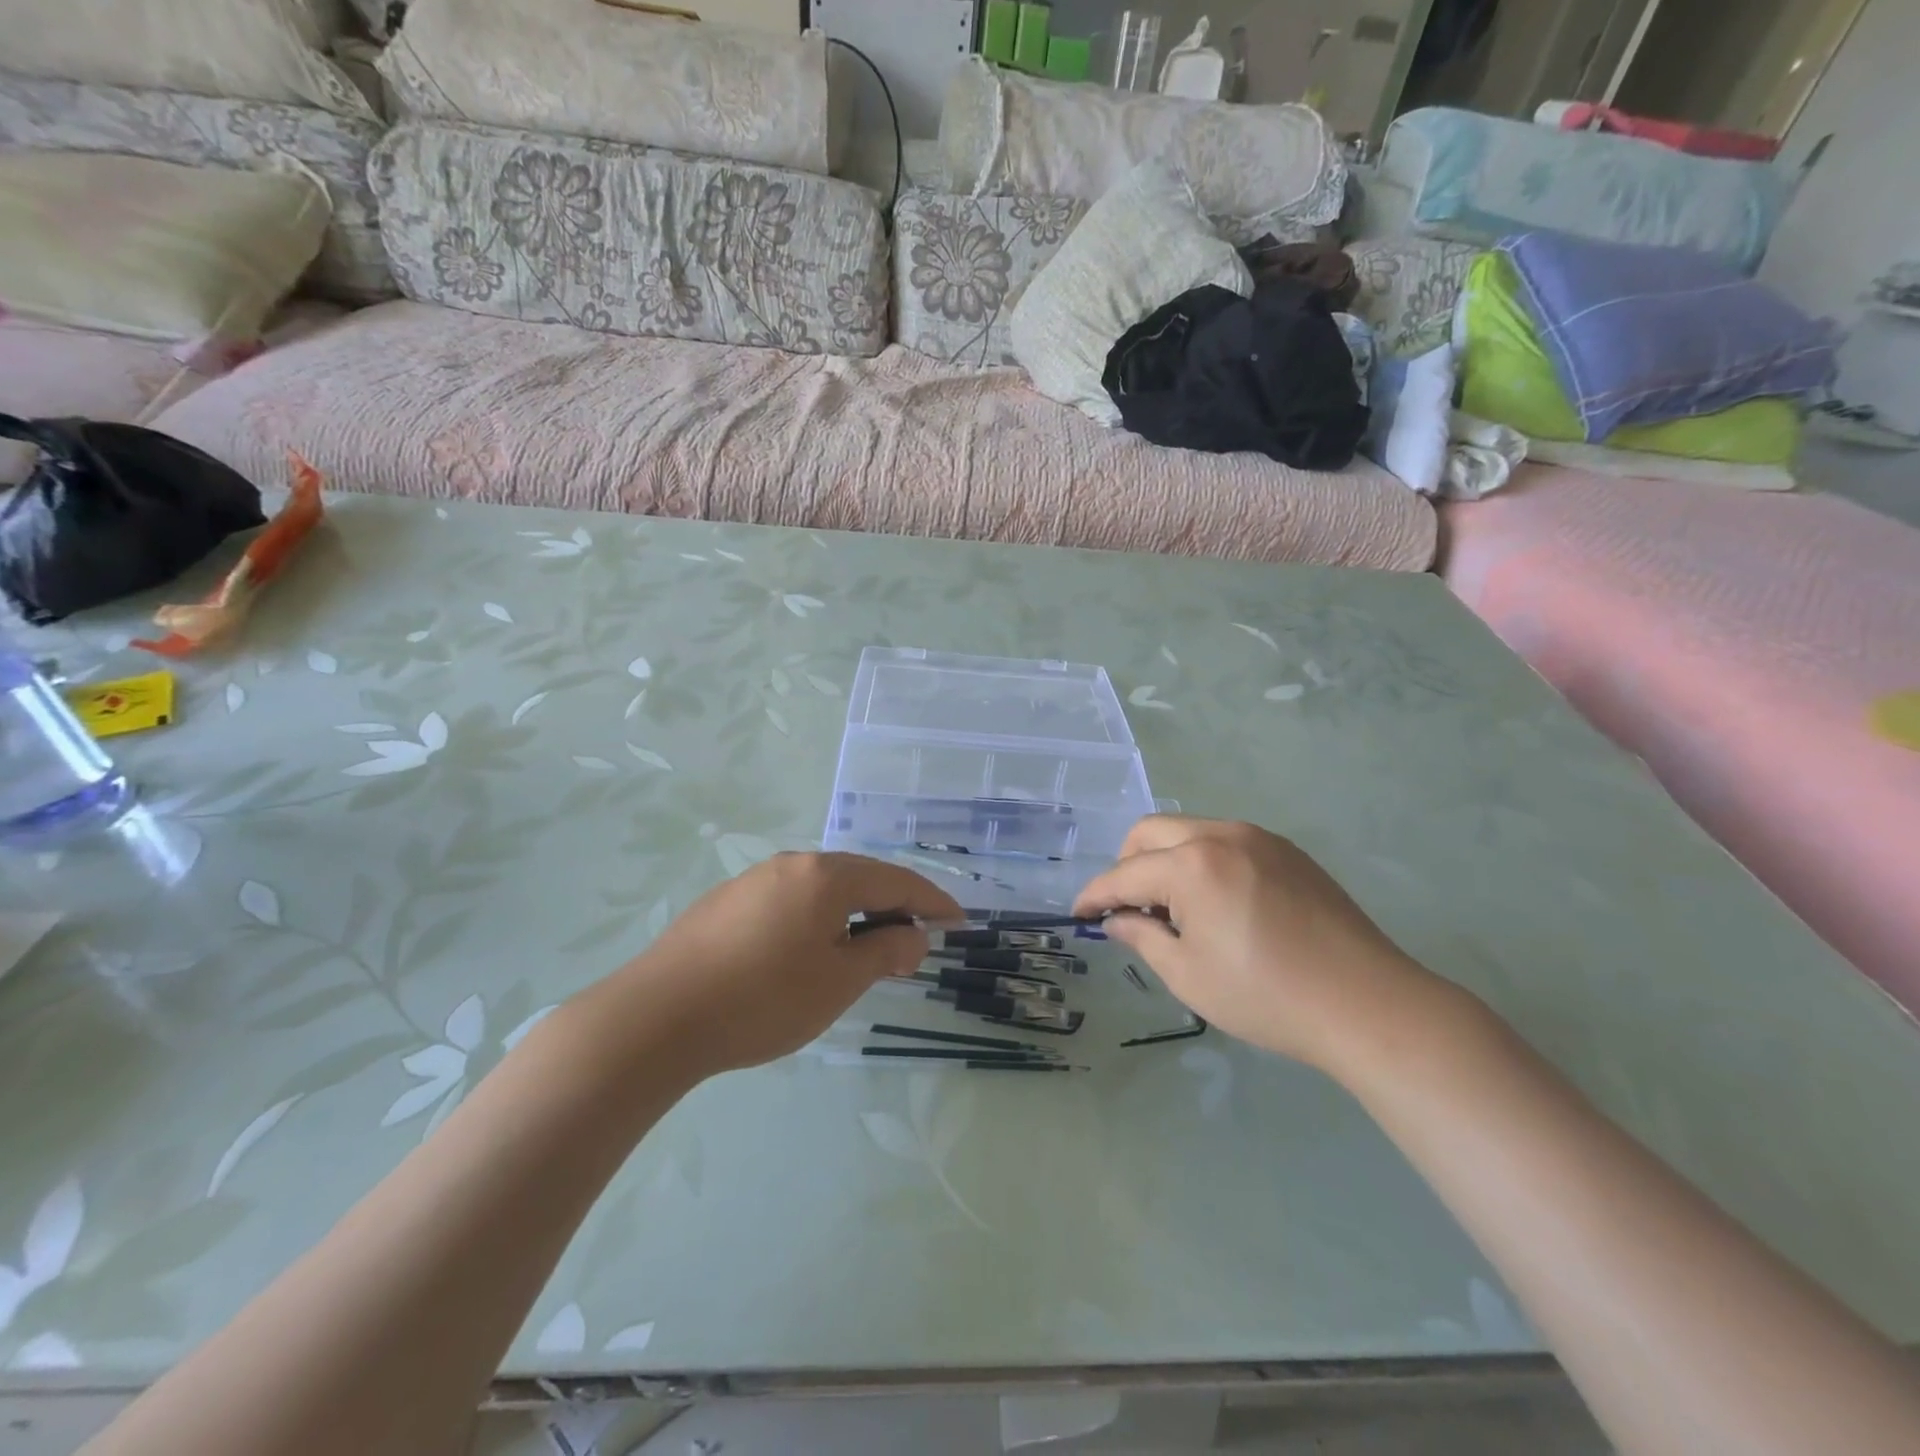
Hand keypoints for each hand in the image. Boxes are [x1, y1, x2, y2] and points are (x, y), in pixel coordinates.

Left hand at [594, 853, 960, 1076]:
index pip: (896, 881)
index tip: (959, 922)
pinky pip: (791, 902)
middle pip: (859, 879)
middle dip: (893, 908)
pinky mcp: (726, 903)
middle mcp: (792, 864)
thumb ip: (886, 950)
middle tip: (914, 944)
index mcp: (826, 875)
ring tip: (865, 952)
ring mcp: (754, 880)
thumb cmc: (763, 999)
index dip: (932, 902)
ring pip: (822, 891)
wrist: (657, 1018)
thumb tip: (914, 933)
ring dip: (854, 916)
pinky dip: (818, 921)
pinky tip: (809, 953)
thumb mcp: (839, 980)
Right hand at [1073, 817, 1443, 1075]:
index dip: (1095, 894)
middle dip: (1127, 865)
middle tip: (1128, 908)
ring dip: (1165, 860)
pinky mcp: (1288, 851)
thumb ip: (1143, 938)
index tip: (1078, 913)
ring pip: (1189, 831)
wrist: (1367, 1004)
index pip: (1125, 874)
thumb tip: (1118, 920)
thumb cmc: (1267, 996)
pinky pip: (1225, 841)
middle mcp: (1222, 835)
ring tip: (1175, 910)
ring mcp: (1259, 838)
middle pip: (1151, 832)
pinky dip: (1202, 861)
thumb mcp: (1189, 976)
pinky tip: (1217, 903)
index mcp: (1192, 865)